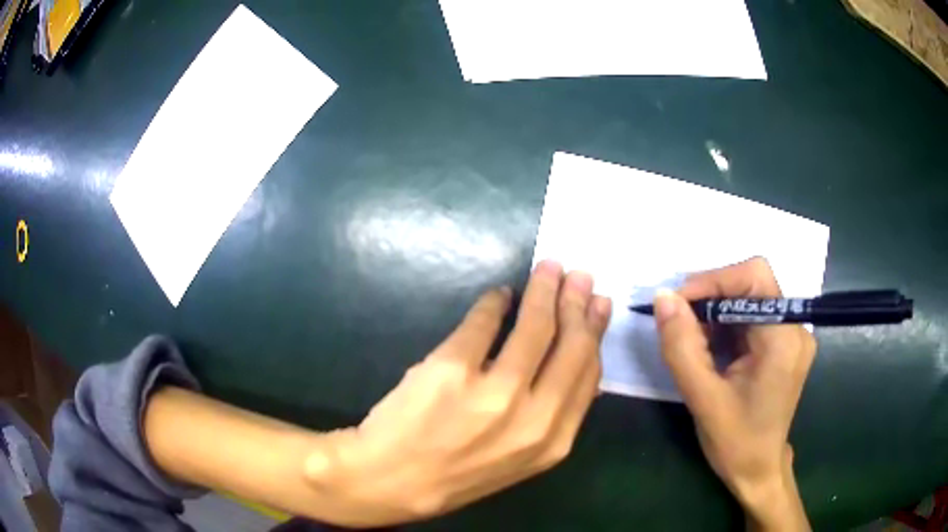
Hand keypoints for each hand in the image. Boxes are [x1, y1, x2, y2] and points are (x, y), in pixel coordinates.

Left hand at [304, 261, 611, 526]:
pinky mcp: (451, 369)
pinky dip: (493, 302)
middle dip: (578, 303)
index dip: (595, 333)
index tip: (599, 305)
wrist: (392, 481)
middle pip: (570, 344)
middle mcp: (532, 417)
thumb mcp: (519, 458)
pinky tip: (498, 295)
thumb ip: (550, 417)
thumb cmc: (456, 473)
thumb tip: (573, 366)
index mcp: (552, 442)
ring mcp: (492, 392)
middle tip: (580, 275)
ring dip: (544, 290)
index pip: (588, 374)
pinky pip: (483, 321)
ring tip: (549, 269)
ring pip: (534, 326)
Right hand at [653, 257, 813, 531]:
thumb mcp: (702, 398)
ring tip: (694, 342)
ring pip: (750, 299)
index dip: (715, 280)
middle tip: (681, 323)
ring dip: (717, 312)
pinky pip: (752, 317)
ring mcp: (792, 336)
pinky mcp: (784, 345)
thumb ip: (682, 346)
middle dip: (712, 296)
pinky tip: (712, 350)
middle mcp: (795, 329)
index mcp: (783, 339)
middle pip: (752, 285)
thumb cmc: (735, 442)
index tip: (679, 303)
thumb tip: (663, 297)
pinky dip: (726, 325)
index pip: (755, 277)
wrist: (758, 470)